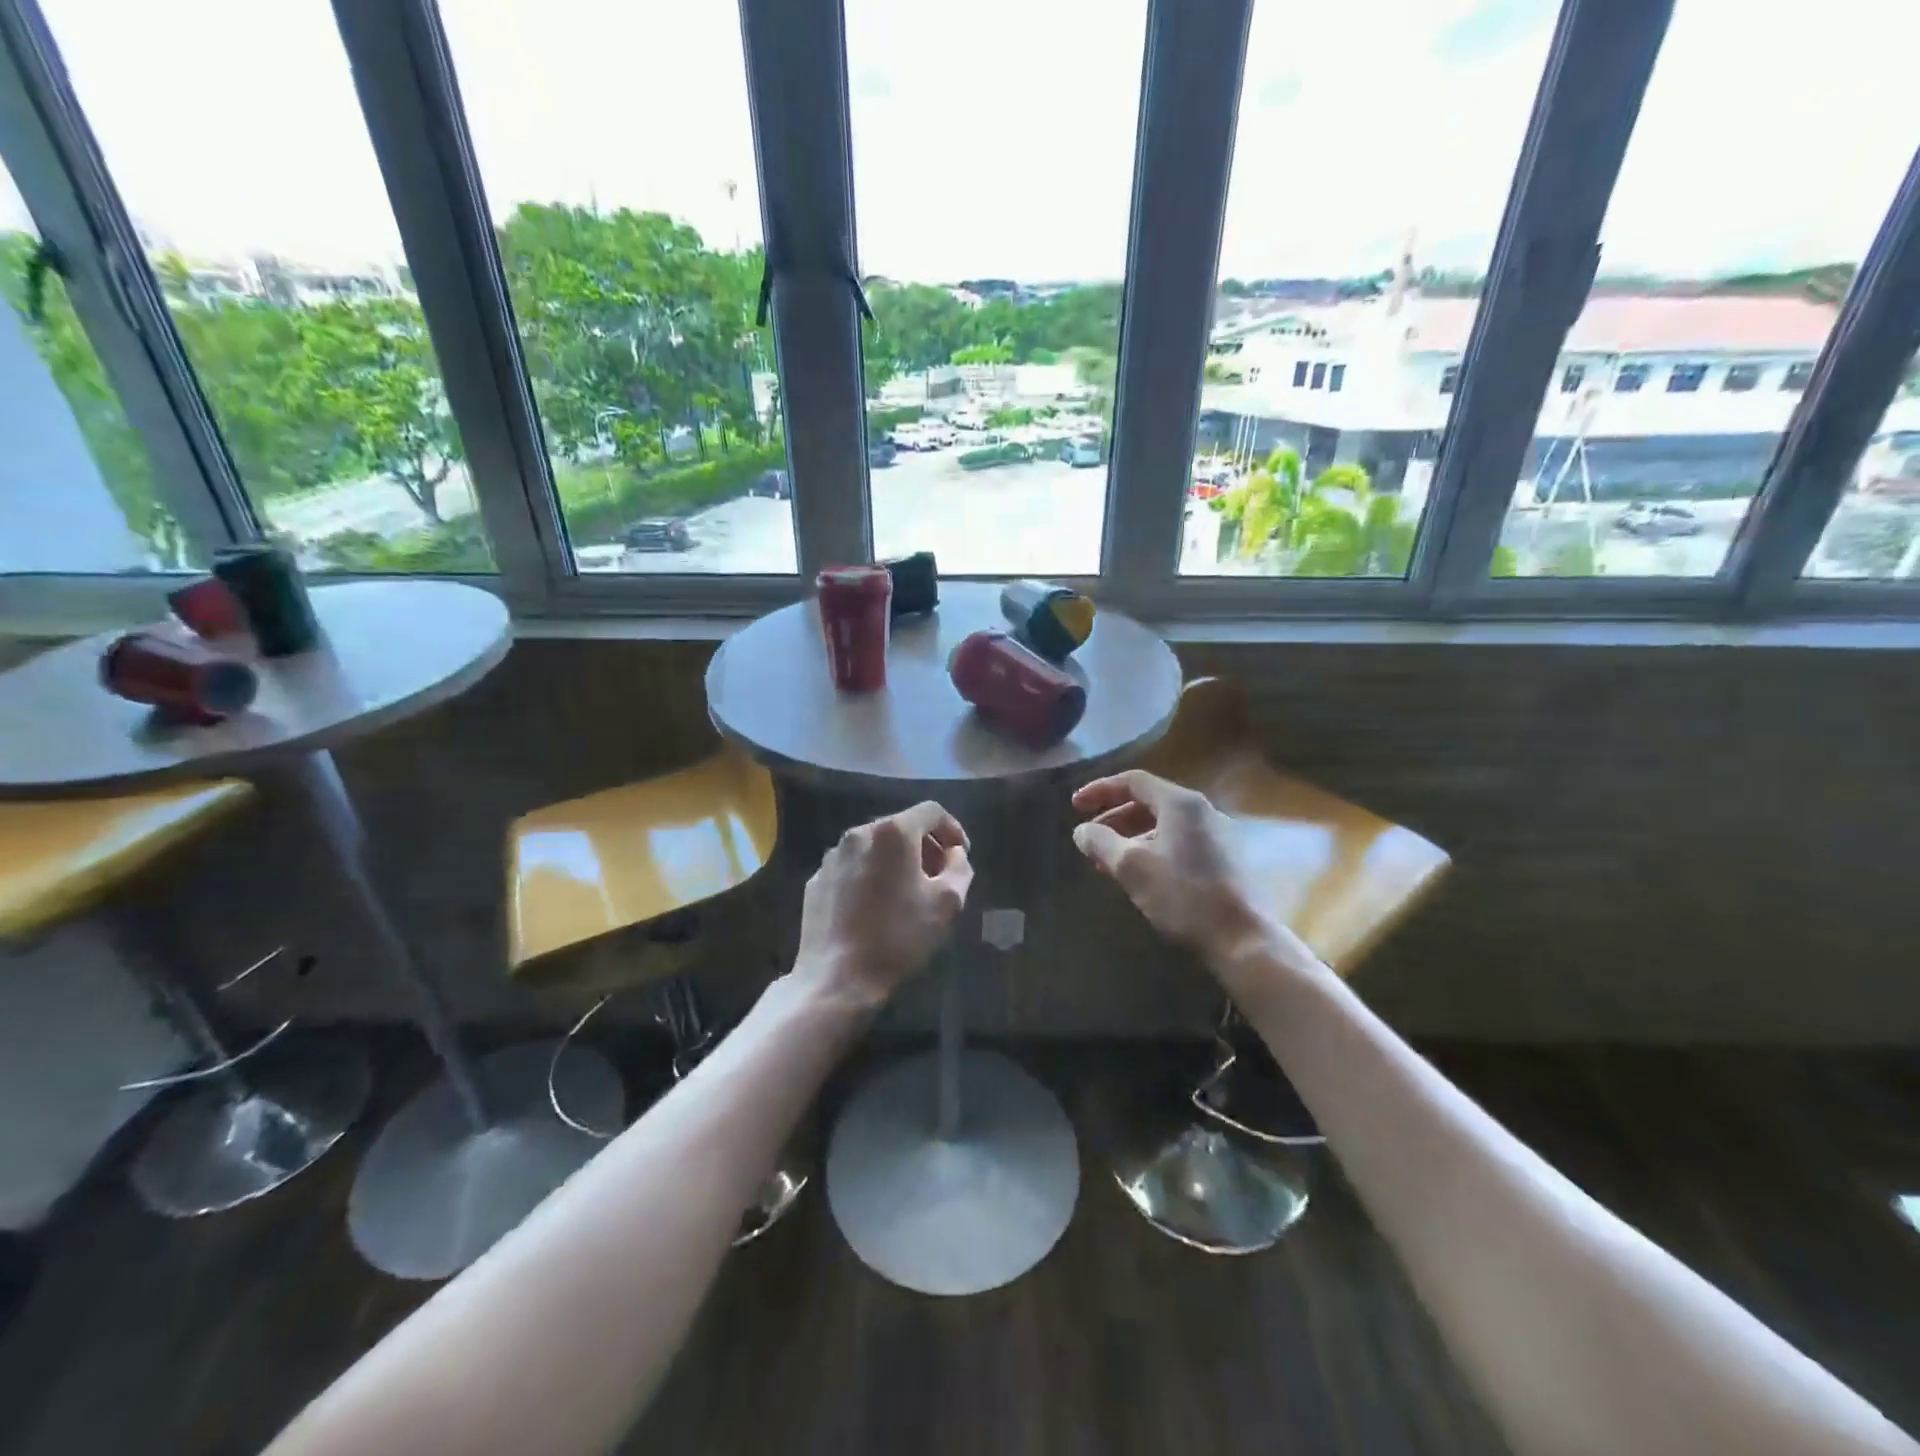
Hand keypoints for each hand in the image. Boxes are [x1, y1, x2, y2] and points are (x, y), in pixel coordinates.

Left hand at [793, 801, 972, 1008]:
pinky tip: (877, 906)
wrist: (836, 978)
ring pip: (874, 846)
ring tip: (909, 891)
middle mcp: (858, 834)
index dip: (953, 829)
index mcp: (892, 832)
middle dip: (925, 845)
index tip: (962, 854)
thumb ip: (959, 867)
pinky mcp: (817, 880)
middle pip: (901, 826)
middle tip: (940, 874)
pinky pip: (853, 866)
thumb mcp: (948, 904)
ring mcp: (832, 857)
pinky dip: (871, 875)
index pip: (931, 811)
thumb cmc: (899, 937)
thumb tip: (953, 853)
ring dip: (897, 860)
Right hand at [1072, 770, 1310, 984]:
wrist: (1241, 938)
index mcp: (1180, 803)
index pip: (1133, 781)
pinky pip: (1178, 842)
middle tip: (1089, 838)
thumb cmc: (1182, 896)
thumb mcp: (1130, 867)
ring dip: (1130, 837)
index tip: (1075, 806)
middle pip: (1149, 802)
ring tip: (1107, 862)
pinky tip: (1138, 875)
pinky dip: (1151, 849)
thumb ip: (1101, 842)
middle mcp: (1202, 811)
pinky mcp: (1224, 859)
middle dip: (1113, 818)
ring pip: (1163, 825)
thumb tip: (1081, 831)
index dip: (1100, 790)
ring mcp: (1217, 835)